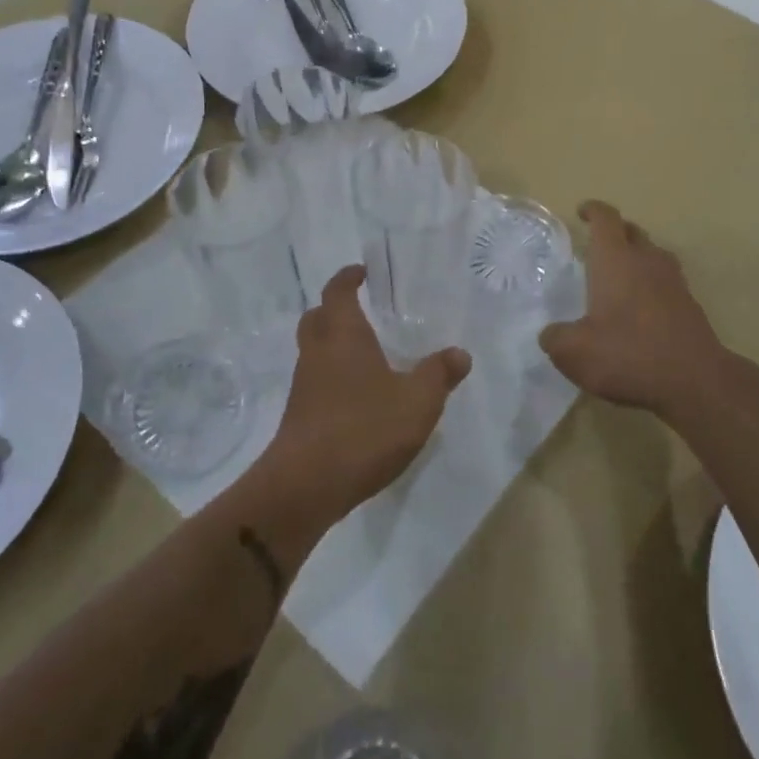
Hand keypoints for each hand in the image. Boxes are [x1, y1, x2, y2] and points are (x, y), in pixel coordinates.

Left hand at [249, 267, 470, 536]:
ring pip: (314, 351)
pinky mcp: (299, 417)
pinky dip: (333, 378)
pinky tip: (359, 398)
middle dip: (334, 309)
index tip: (361, 272)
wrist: (306, 486)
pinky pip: (316, 382)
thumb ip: (438, 374)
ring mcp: (303, 386)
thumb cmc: (364, 429)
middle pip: (317, 318)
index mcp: (343, 336)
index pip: (338, 292)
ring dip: (333, 346)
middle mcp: (317, 353)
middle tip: (360, 310)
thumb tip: (459, 353)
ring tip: (367, 356)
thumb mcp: (417, 402)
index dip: (348, 278)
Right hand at [540, 201, 729, 418]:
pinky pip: (666, 282)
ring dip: (636, 257)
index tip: (582, 212)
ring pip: (653, 255)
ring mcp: (674, 282)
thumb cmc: (627, 355)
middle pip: (632, 231)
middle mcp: (647, 261)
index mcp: (616, 260)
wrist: (695, 381)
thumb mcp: (573, 352)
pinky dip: (651, 286)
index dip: (593, 211)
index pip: (606, 219)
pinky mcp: (690, 306)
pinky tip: (639, 310)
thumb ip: (555, 338)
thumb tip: (552, 333)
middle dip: (615, 232)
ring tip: (619, 276)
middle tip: (597, 245)